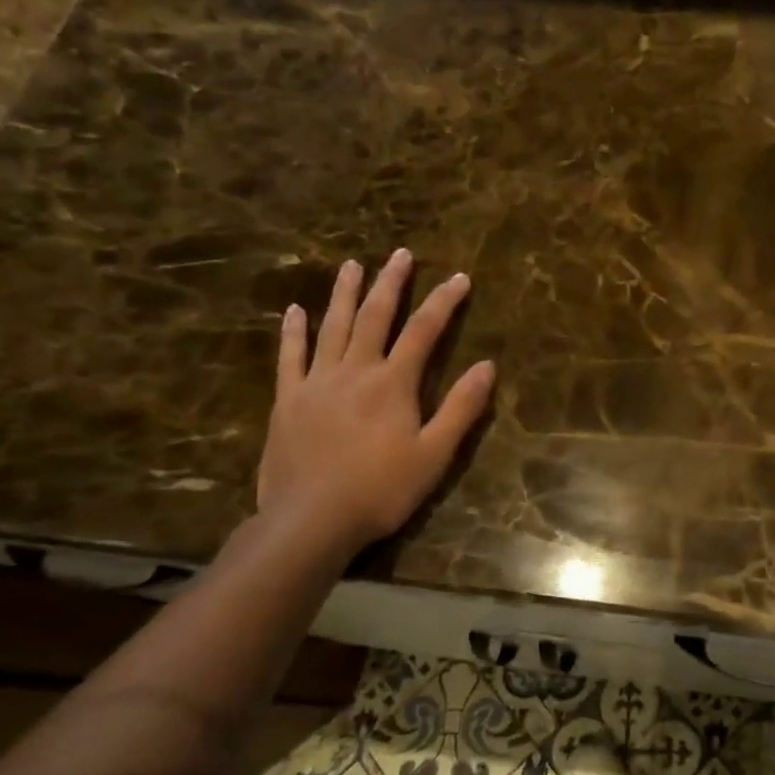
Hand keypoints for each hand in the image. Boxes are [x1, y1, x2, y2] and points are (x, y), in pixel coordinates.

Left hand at [257, 251, 494, 556]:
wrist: (311, 519)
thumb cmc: (381, 489)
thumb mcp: (435, 454)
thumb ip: (461, 408)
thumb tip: (487, 365)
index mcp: (393, 383)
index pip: (424, 331)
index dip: (444, 302)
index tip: (460, 277)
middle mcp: (355, 370)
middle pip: (376, 316)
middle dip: (392, 283)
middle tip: (401, 254)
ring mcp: (316, 382)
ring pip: (333, 326)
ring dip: (345, 294)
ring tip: (353, 265)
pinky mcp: (287, 400)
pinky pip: (290, 356)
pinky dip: (294, 331)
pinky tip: (296, 311)